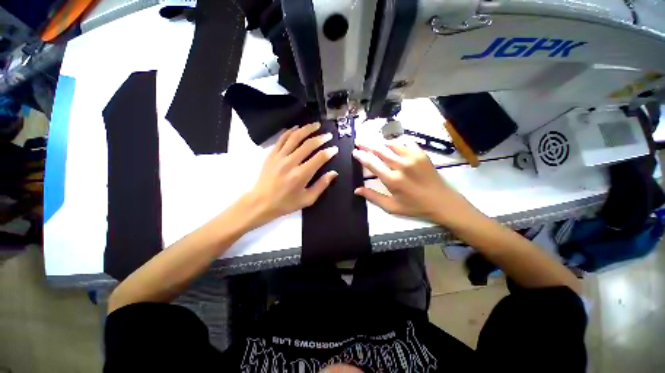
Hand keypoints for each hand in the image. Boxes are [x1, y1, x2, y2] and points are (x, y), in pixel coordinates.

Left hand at [242, 122, 337, 227]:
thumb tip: (334, 173)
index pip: (319, 158)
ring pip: (295, 137)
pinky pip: (282, 139)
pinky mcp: (271, 154)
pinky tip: (297, 128)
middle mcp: (291, 162)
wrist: (261, 202)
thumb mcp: (307, 199)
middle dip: (321, 138)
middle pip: (308, 144)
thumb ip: (321, 185)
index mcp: (301, 175)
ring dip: (307, 129)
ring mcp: (279, 156)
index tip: (335, 148)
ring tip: (316, 125)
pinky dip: (290, 131)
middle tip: (328, 135)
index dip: (329, 152)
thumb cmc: (286, 203)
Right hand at [352, 140, 476, 226]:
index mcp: (392, 180)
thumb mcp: (392, 207)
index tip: (354, 152)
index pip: (372, 164)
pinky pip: (406, 142)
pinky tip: (393, 144)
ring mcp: (413, 158)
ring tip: (373, 143)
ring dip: (380, 143)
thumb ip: (373, 197)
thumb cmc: (415, 207)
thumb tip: (356, 190)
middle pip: (380, 150)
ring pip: (391, 144)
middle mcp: (401, 165)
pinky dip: (397, 142)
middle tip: (359, 142)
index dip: (361, 156)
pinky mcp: (421, 154)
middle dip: (367, 145)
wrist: (443, 202)